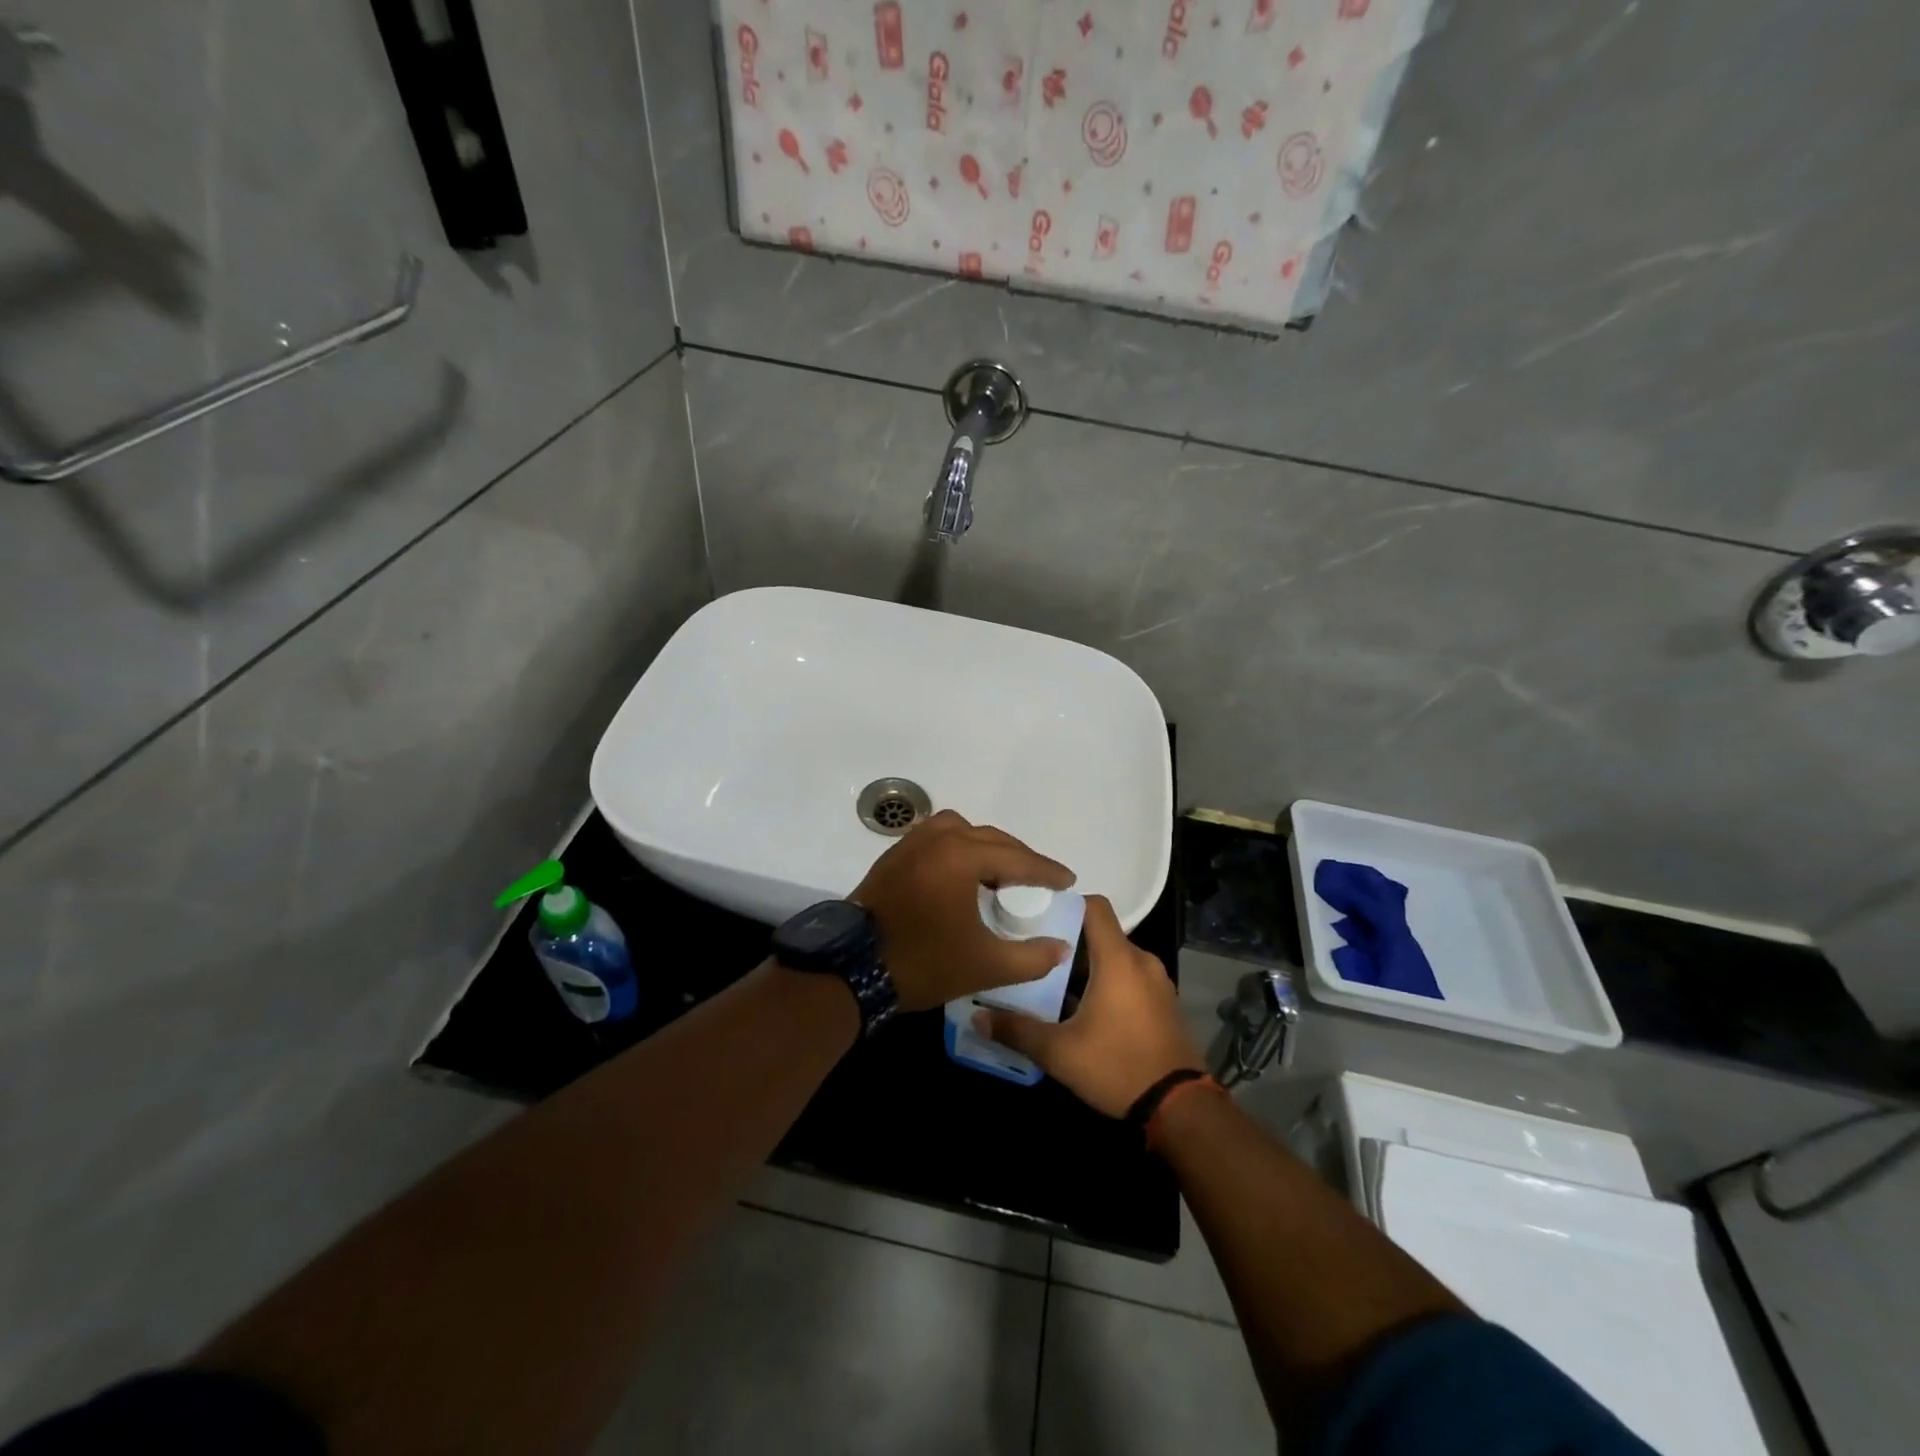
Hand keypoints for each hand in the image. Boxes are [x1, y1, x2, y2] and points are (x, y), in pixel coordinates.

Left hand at [850, 810, 1075, 1012]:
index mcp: (962, 857)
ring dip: (986, 847)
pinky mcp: (894, 856)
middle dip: (1019, 858)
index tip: (1068, 881)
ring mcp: (911, 843)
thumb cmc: (924, 962)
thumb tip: (1060, 946)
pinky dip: (958, 848)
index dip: (1047, 871)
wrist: (853, 969)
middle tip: (1040, 880)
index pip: (1017, 859)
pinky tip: (963, 874)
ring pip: (962, 831)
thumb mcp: (985, 966)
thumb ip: (1031, 957)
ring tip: (1000, 873)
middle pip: (991, 839)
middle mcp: (938, 838)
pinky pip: (937, 838)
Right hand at [978, 896, 1203, 1116]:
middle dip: (1069, 941)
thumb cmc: (1118, 1067)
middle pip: (1101, 933)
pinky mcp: (1164, 1003)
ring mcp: (1158, 982)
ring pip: (1115, 957)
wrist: (1180, 1109)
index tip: (1037, 915)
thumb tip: (977, 1017)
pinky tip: (1084, 1009)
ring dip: (1088, 966)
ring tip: (1054, 983)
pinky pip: (1130, 977)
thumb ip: (1017, 1029)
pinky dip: (1108, 982)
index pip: (1095, 906)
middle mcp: (1142, 961)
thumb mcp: (1059, 1052)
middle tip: (1034, 954)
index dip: (1067, 903)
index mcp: (1118, 959)